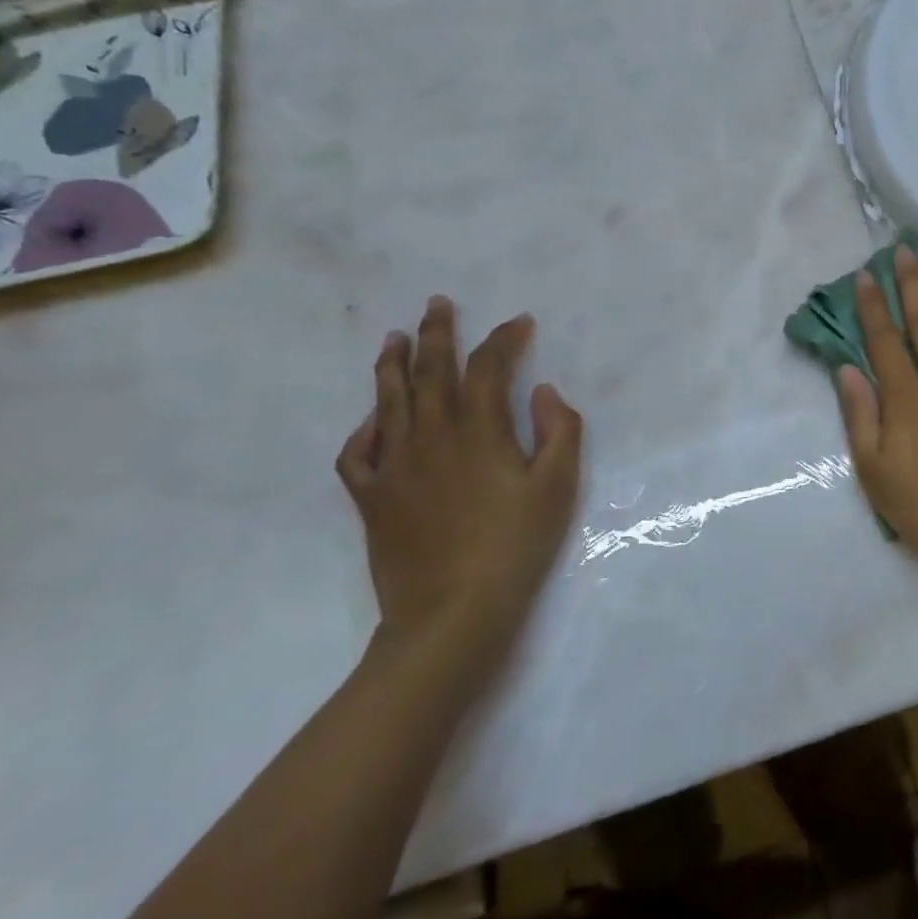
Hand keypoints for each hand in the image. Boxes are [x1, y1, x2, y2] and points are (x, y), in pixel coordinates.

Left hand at [336, 296, 582, 666]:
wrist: (451, 614)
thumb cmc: (515, 547)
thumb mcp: (558, 487)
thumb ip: (559, 430)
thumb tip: (541, 390)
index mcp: (479, 431)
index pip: (488, 367)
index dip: (503, 339)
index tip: (519, 322)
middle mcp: (431, 436)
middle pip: (431, 371)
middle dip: (437, 333)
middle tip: (437, 303)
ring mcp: (395, 467)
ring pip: (388, 401)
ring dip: (393, 365)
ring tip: (394, 338)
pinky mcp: (372, 499)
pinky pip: (358, 453)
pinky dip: (364, 429)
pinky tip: (372, 420)